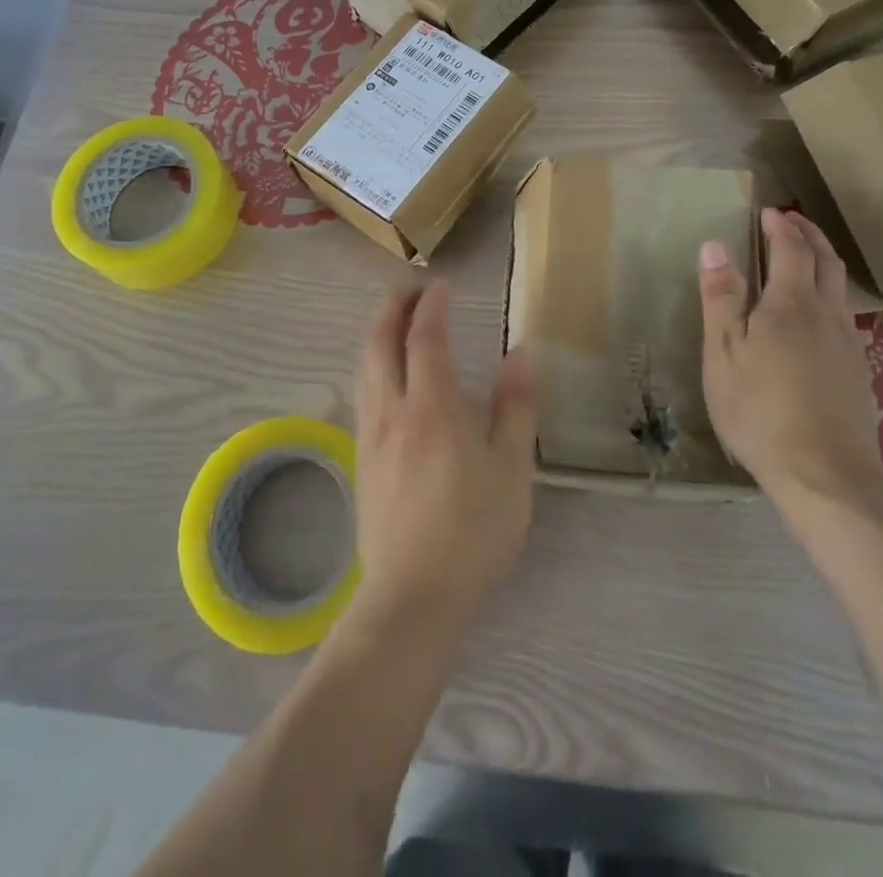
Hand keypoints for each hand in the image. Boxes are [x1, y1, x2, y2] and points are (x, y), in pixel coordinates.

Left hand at [350, 282, 538, 636]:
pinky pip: (362, 393)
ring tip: (392, 321)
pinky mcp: (362, 460)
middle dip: (391, 308)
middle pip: (380, 343)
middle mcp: (393, 411)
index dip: (431, 306)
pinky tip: (383, 376)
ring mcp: (371, 436)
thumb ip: (515, 407)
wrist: (413, 597)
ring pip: (364, 368)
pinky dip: (371, 365)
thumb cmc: (473, 533)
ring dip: (376, 334)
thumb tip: (519, 353)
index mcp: (433, 408)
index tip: (440, 285)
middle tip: (408, 289)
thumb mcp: (512, 471)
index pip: (425, 337)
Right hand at [698, 208, 882, 516]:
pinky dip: (832, 296)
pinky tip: (820, 316)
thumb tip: (715, 246)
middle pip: (826, 263)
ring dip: (825, 262)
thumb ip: (722, 298)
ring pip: (841, 290)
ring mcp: (849, 346)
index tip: (771, 212)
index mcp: (791, 305)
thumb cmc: (759, 410)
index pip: (792, 250)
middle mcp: (827, 316)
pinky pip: (847, 318)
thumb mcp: (723, 353)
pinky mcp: (859, 373)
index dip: (783, 227)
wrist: (824, 475)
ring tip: (808, 257)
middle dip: (810, 236)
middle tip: (793, 222)